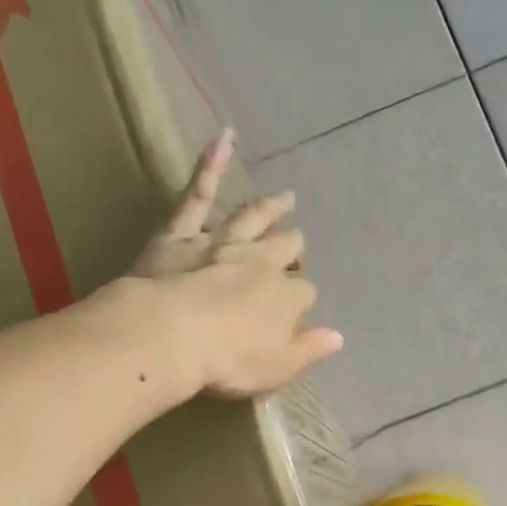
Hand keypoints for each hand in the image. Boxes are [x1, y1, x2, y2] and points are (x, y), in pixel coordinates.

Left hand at [130, 131, 343, 397]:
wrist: (170, 335)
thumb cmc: (228, 361)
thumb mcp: (277, 367)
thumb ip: (308, 350)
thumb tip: (337, 337)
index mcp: (286, 298)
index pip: (304, 294)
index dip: (300, 302)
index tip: (295, 313)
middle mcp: (260, 263)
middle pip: (284, 250)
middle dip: (292, 247)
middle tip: (295, 243)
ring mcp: (222, 243)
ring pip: (252, 218)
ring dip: (270, 208)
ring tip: (285, 198)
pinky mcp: (181, 233)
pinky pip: (198, 193)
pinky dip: (210, 164)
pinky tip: (222, 138)